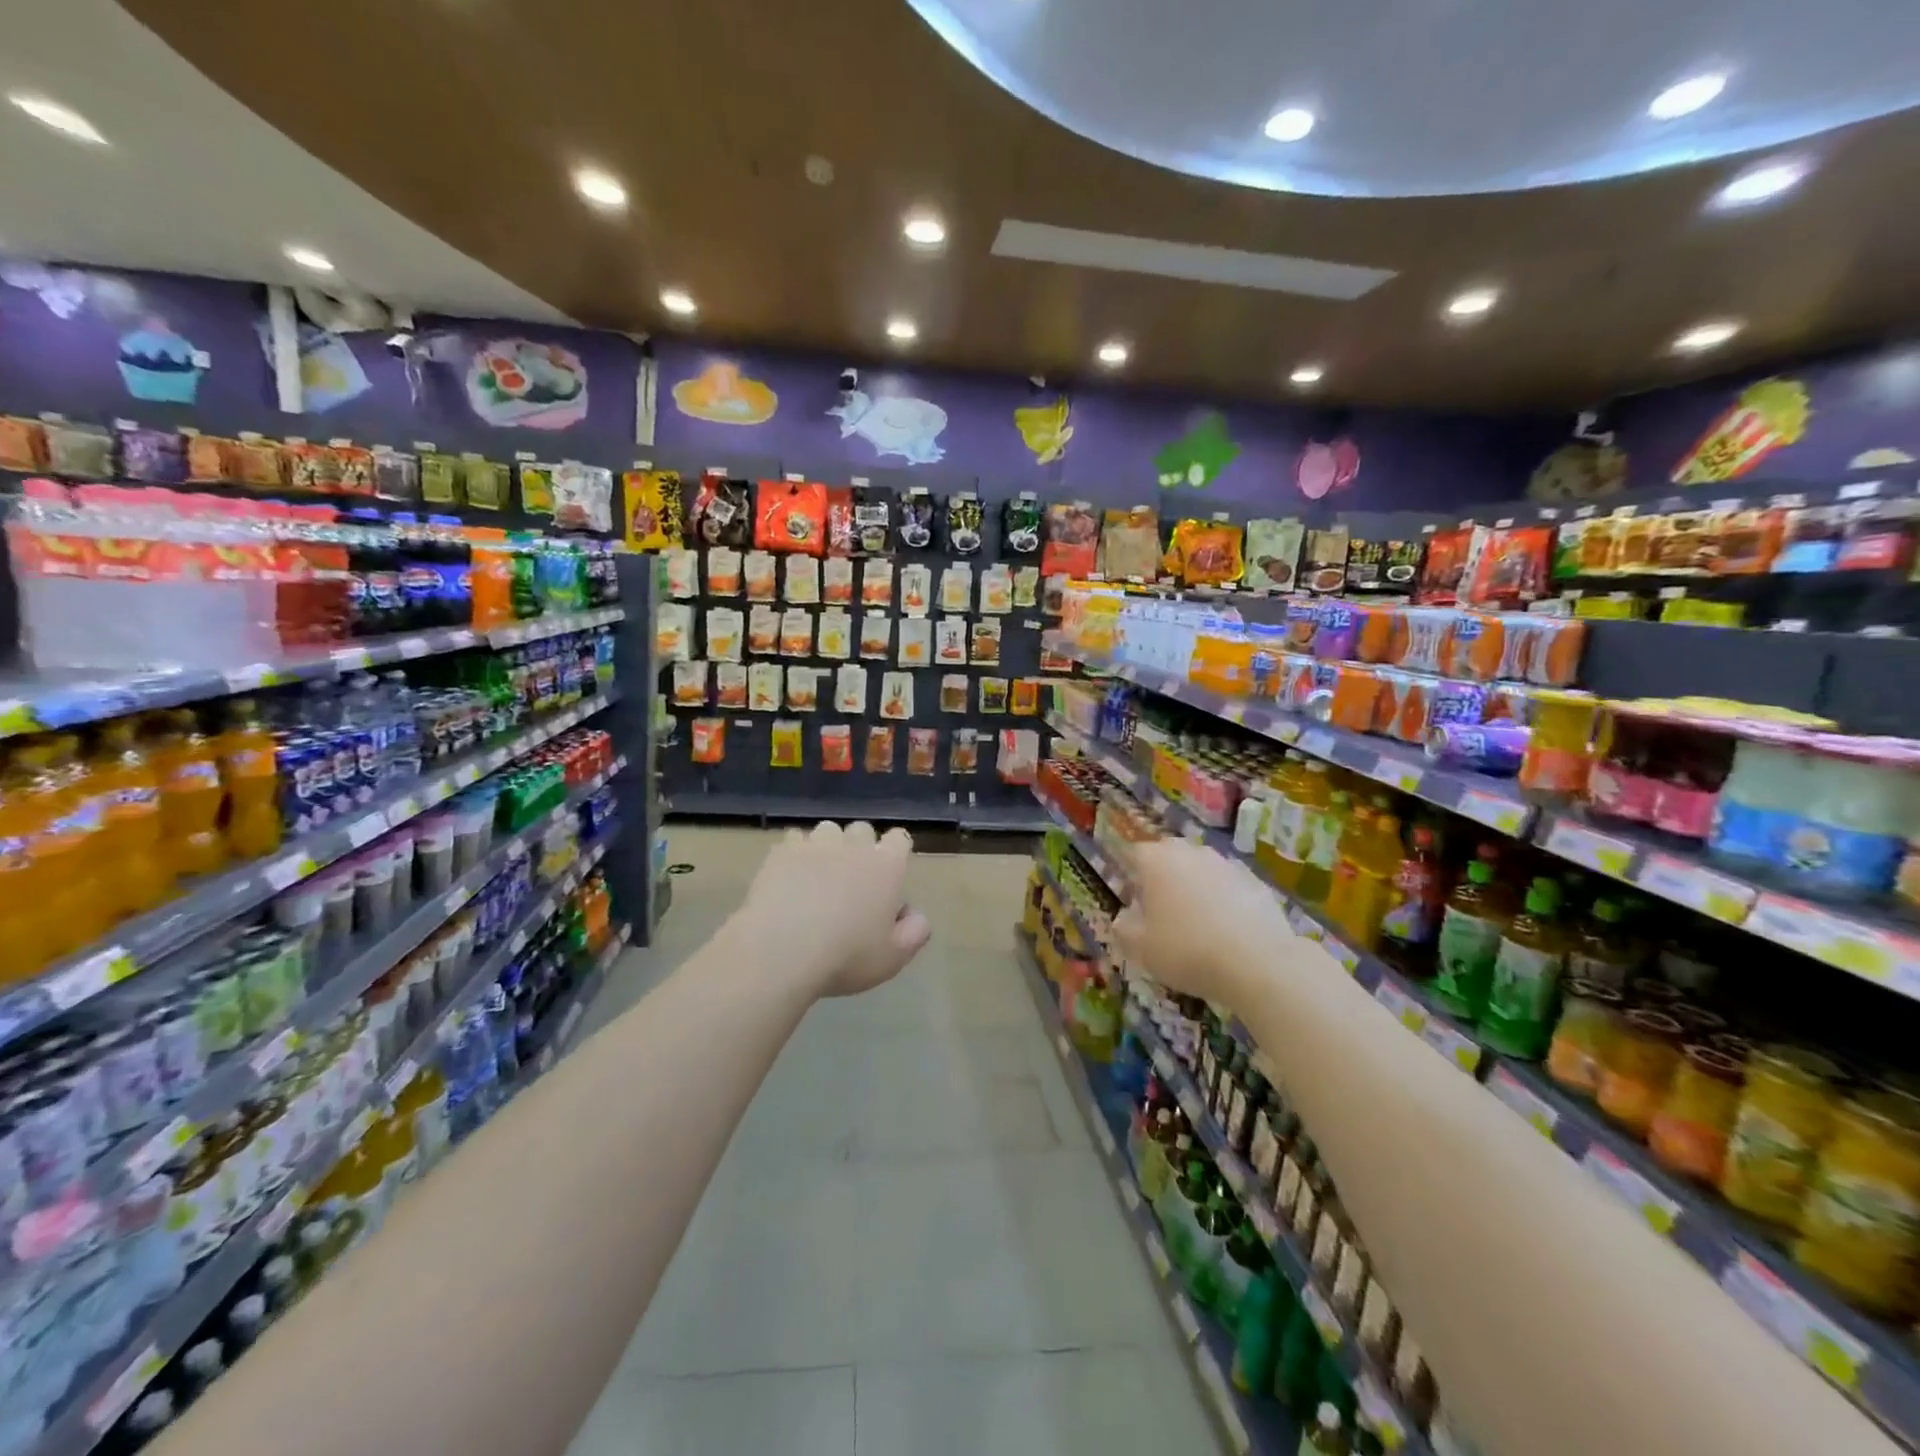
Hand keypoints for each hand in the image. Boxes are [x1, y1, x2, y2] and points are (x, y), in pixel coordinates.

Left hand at [736, 821, 932, 997]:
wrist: (781, 950)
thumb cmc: (846, 956)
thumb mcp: (893, 958)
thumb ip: (914, 933)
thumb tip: (916, 916)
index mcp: (886, 866)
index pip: (899, 838)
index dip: (896, 851)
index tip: (889, 874)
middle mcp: (853, 846)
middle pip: (862, 829)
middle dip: (861, 847)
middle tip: (853, 879)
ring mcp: (815, 846)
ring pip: (828, 830)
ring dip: (829, 846)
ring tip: (820, 874)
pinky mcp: (781, 853)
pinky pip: (794, 840)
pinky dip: (796, 853)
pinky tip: (791, 876)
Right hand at [1112, 838, 1295, 1006]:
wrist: (1257, 963)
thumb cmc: (1186, 950)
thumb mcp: (1141, 948)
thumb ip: (1124, 929)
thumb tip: (1124, 918)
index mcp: (1156, 860)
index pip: (1134, 855)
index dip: (1130, 877)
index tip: (1133, 903)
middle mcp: (1191, 852)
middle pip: (1169, 857)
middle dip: (1163, 878)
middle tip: (1162, 912)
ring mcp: (1226, 864)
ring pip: (1201, 870)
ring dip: (1195, 889)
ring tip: (1197, 924)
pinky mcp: (1256, 882)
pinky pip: (1229, 887)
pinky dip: (1224, 902)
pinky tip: (1227, 932)